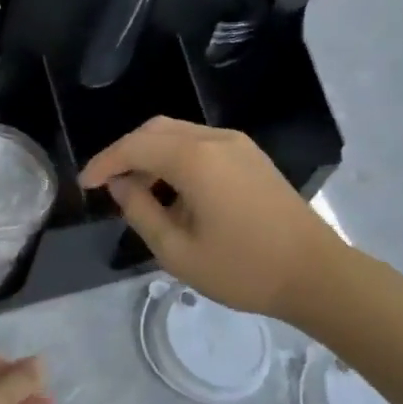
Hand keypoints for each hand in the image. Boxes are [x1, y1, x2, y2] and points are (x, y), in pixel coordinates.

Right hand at [79, 117, 346, 321]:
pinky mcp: (251, 156)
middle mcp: (216, 139)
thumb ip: (141, 212)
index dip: (105, 162)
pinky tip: (173, 190)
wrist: (316, 274)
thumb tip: (121, 185)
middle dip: (127, 152)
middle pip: (157, 129)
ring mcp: (238, 144)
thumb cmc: (244, 269)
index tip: (85, 184)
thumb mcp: (178, 252)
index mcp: (196, 159)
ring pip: (179, 134)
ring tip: (138, 192)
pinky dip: (176, 158)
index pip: (135, 146)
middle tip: (108, 185)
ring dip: (152, 154)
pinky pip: (201, 144)